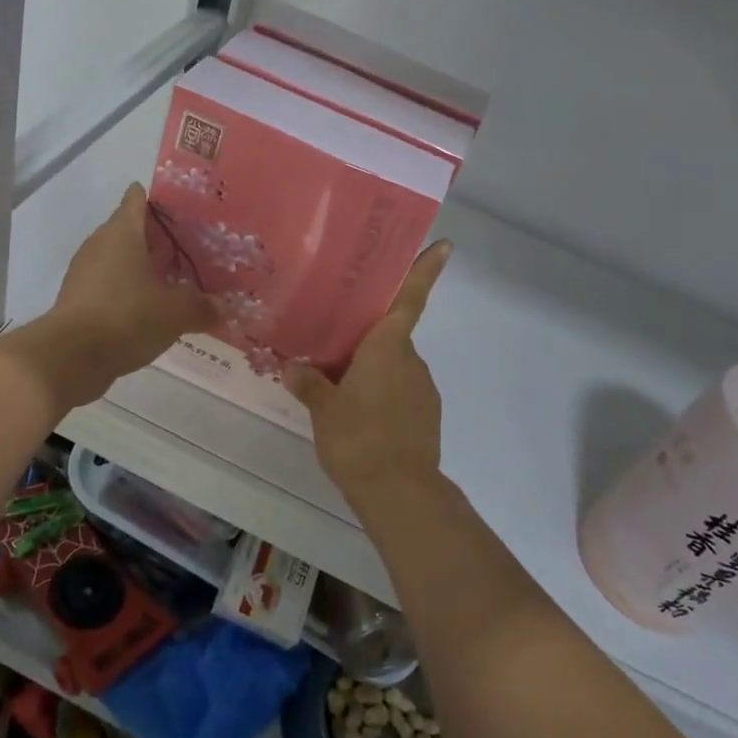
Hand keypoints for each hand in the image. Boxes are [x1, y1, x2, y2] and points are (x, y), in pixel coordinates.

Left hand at [8, 184, 217, 408]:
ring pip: (121, 260)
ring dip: (145, 268)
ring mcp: (86, 273)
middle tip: (194, 249)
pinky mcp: (79, 300)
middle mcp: (100, 244)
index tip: (185, 209)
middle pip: (131, 230)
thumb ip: (202, 306)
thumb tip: (223, 308)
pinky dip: (130, 292)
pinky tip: (153, 310)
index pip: (138, 199)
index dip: (161, 199)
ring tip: (178, 281)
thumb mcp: (175, 313)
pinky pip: (111, 286)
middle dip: (160, 239)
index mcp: (122, 232)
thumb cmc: (126, 318)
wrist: (70, 359)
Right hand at [287, 241, 451, 516]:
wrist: (399, 492)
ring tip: (336, 391)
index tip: (445, 244)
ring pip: (392, 367)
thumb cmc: (358, 438)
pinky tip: (357, 418)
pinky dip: (379, 396)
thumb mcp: (323, 409)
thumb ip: (309, 383)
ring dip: (369, 371)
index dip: (426, 270)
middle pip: (389, 337)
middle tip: (330, 346)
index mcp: (388, 347)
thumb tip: (292, 366)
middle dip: (364, 340)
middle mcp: (410, 360)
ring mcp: (423, 389)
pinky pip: (398, 393)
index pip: (409, 299)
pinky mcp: (426, 417)